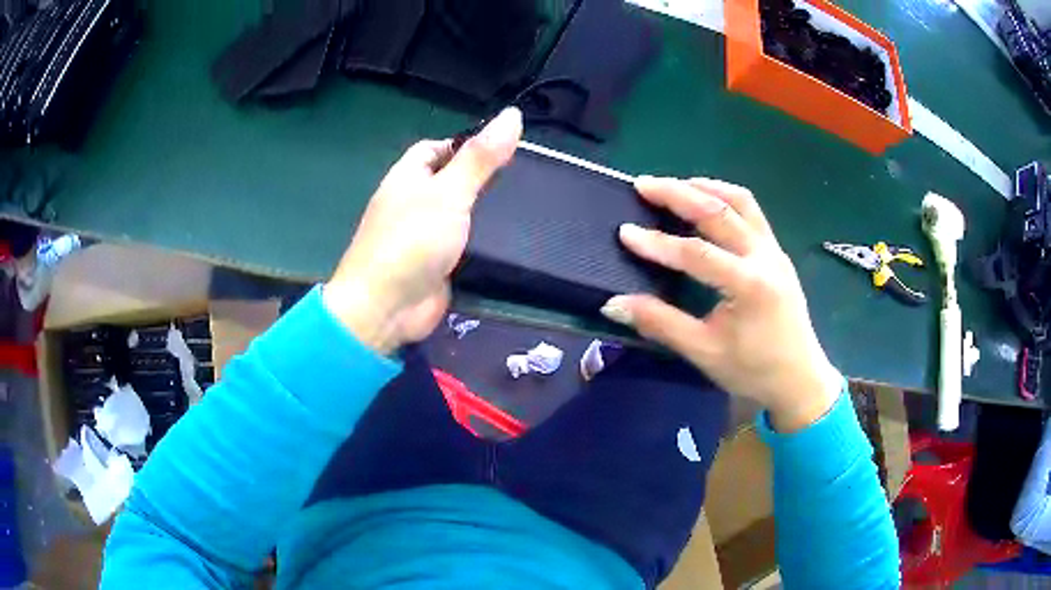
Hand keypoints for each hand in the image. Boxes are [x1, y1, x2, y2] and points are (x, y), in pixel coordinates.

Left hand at [324, 108, 522, 353]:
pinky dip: (483, 242)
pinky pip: (463, 244)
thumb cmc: (411, 241)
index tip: (505, 150)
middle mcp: (412, 202)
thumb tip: (513, 114)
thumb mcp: (449, 192)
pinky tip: (513, 241)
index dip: (467, 144)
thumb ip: (480, 158)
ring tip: (528, 206)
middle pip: (451, 180)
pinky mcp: (436, 264)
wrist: (386, 309)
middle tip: (525, 179)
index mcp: (407, 177)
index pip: (437, 148)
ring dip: (486, 213)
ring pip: (459, 214)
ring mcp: (423, 236)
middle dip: (482, 179)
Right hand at [601, 177, 841, 431]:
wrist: (799, 379)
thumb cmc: (753, 370)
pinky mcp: (777, 252)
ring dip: (706, 188)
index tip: (624, 232)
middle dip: (678, 194)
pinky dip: (725, 198)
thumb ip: (660, 323)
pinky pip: (752, 212)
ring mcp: (774, 250)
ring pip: (741, 202)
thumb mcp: (704, 352)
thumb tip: (614, 305)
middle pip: (719, 211)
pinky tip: (707, 202)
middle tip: (643, 185)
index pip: (697, 253)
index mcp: (750, 285)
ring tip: (675, 185)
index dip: (658, 242)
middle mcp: (765, 257)